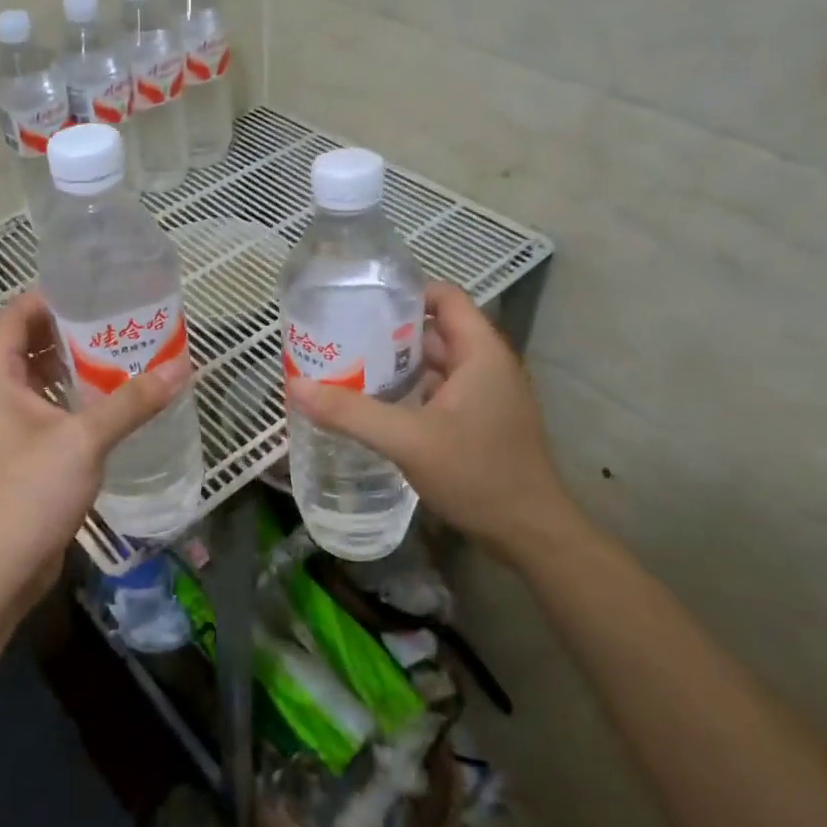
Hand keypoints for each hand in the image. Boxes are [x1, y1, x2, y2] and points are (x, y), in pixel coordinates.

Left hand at [0, 292, 190, 616]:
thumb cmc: (27, 493)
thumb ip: (131, 402)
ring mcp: (9, 426)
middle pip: (32, 343)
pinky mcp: (25, 454)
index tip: (97, 290)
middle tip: (123, 320)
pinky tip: (117, 402)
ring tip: (127, 353)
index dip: (51, 295)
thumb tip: (181, 367)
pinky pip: (53, 410)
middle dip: (75, 329)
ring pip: (45, 379)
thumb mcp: (84, 440)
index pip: (16, 314)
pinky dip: (80, 399)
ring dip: (80, 365)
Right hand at [286, 280, 573, 561]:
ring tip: (347, 366)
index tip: (361, 300)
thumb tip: (295, 386)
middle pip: (434, 329)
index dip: (405, 291)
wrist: (531, 535)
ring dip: (395, 364)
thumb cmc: (479, 475)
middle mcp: (487, 365)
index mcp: (481, 352)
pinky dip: (408, 391)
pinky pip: (438, 391)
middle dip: (388, 330)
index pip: (444, 296)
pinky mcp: (480, 421)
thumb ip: (351, 413)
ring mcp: (486, 395)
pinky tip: (374, 406)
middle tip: (341, 335)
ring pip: (434, 364)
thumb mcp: (409, 441)